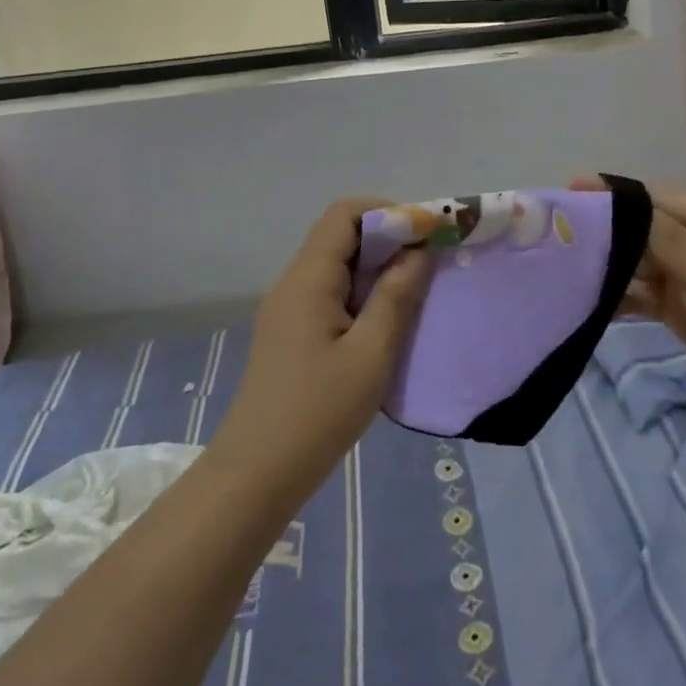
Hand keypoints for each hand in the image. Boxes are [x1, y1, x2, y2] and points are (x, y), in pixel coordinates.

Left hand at [213, 199, 432, 500]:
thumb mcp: (371, 354)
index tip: (425, 237)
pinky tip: (382, 323)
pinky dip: (360, 293)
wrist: (257, 472)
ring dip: (375, 269)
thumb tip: (419, 252)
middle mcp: (293, 283)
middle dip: (387, 240)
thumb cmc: (319, 412)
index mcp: (308, 278)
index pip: (345, 214)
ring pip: (335, 265)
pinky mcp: (289, 332)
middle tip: (428, 266)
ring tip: (413, 294)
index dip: (388, 213)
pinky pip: (328, 292)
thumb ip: (396, 296)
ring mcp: (287, 308)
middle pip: (340, 235)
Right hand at [571, 179, 685, 435]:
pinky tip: (587, 301)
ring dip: (609, 266)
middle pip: (645, 230)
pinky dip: (620, 298)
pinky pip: (644, 295)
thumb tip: (619, 205)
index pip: (658, 200)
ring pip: (640, 263)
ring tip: (561, 265)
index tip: (569, 193)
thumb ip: (668, 242)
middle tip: (556, 233)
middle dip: (606, 232)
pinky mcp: (684, 308)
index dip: (615, 197)